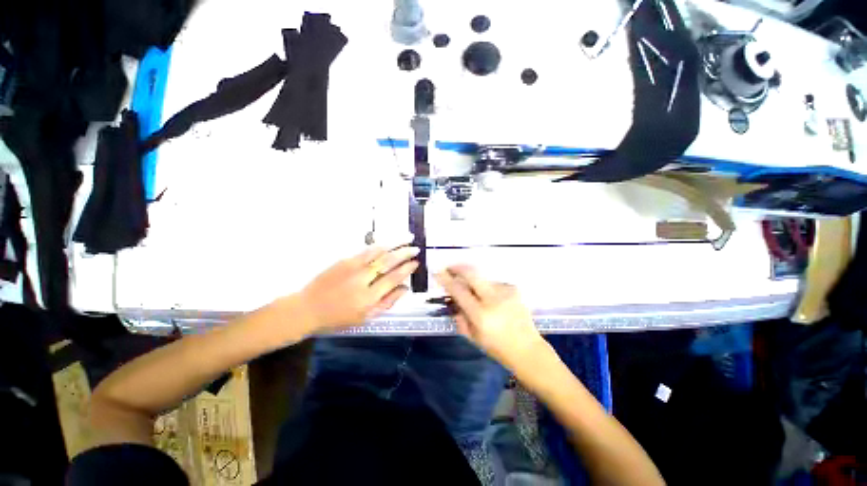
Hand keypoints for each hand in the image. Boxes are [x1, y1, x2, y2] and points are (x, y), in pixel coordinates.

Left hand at [300, 246, 418, 331]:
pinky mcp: (344, 260)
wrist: (307, 308)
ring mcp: (352, 267)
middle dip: (405, 253)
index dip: (407, 269)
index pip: (393, 278)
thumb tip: (405, 288)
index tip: (416, 263)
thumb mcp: (366, 317)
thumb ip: (388, 302)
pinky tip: (388, 242)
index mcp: (368, 298)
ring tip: (408, 237)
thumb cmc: (338, 317)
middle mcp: (362, 280)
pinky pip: (366, 250)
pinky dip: (380, 245)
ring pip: (378, 251)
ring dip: (395, 243)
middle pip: (388, 262)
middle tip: (416, 248)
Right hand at [434, 265, 547, 370]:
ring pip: (482, 278)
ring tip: (476, 294)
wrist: (527, 349)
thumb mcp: (472, 336)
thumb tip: (452, 298)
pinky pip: (494, 283)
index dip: (446, 279)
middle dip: (458, 267)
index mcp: (480, 315)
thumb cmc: (497, 347)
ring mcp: (505, 291)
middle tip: (450, 268)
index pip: (458, 291)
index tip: (437, 272)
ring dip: (474, 282)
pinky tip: (493, 300)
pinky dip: (487, 288)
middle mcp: (493, 299)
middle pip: (472, 273)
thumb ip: (459, 316)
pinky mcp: (514, 288)